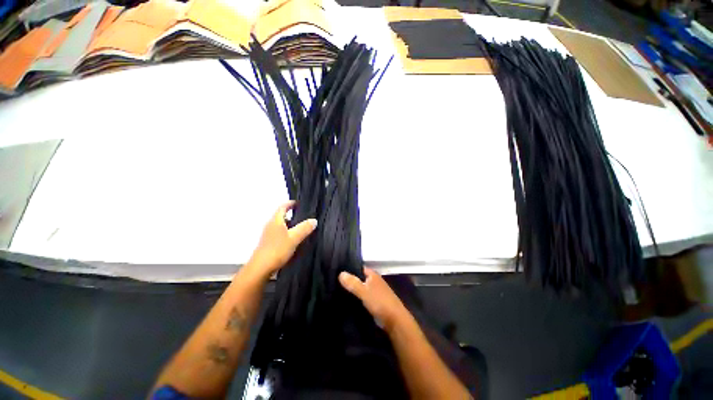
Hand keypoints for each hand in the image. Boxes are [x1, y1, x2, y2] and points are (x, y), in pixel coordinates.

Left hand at [247, 201, 316, 278]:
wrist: (261, 268)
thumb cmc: (277, 249)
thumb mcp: (294, 238)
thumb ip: (304, 228)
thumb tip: (314, 220)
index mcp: (276, 220)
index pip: (283, 207)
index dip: (291, 203)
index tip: (299, 203)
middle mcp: (270, 225)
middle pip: (281, 216)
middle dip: (292, 214)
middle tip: (304, 216)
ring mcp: (268, 234)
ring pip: (281, 225)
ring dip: (290, 224)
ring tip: (302, 228)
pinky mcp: (269, 243)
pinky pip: (280, 233)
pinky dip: (287, 232)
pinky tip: (294, 239)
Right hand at [339, 267, 408, 331]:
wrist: (395, 321)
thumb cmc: (380, 302)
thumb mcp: (364, 292)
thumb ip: (353, 283)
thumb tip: (340, 273)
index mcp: (373, 275)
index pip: (359, 268)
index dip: (349, 269)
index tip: (337, 272)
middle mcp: (374, 281)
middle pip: (359, 279)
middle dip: (349, 281)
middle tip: (335, 283)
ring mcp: (375, 292)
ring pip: (360, 288)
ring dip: (352, 290)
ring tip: (337, 292)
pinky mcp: (375, 302)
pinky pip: (362, 297)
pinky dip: (356, 298)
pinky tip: (347, 301)